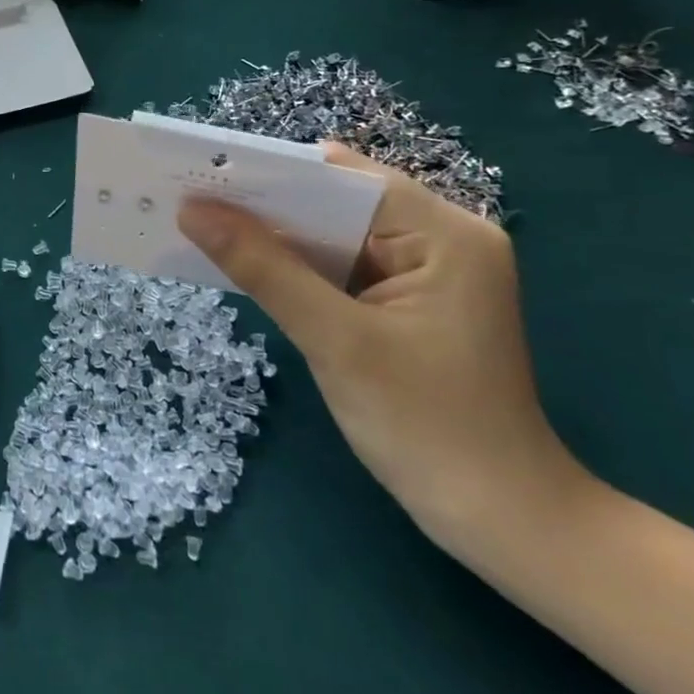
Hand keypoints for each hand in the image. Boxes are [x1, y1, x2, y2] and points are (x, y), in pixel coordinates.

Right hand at [177, 145, 586, 553]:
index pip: (347, 179)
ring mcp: (432, 270)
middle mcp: (445, 238)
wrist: (500, 521)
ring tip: (209, 224)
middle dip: (270, 203)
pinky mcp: (415, 300)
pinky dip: (300, 264)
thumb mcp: (335, 341)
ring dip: (280, 234)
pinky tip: (252, 264)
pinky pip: (345, 264)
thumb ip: (263, 268)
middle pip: (341, 202)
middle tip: (195, 199)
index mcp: (446, 234)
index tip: (204, 172)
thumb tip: (192, 211)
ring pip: (339, 233)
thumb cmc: (426, 428)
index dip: (275, 173)